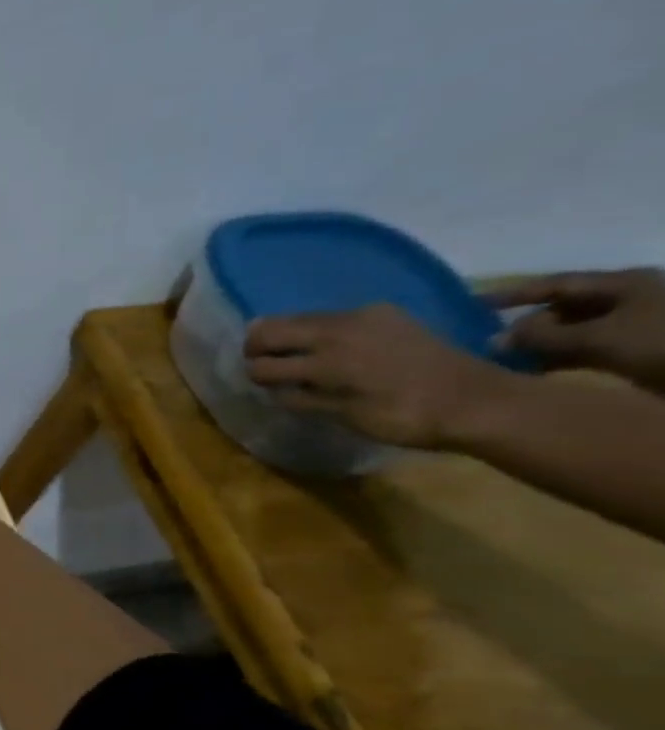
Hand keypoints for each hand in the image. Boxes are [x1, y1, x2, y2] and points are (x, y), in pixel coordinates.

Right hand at [244, 303, 518, 450]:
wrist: (476, 400)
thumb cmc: (404, 417)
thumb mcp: (343, 416)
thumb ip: (302, 398)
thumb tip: (273, 388)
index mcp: (325, 360)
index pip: (263, 363)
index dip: (254, 376)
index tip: (259, 386)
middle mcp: (336, 329)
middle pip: (270, 328)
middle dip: (258, 348)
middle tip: (263, 366)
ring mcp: (361, 316)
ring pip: (300, 318)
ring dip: (288, 337)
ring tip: (295, 358)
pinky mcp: (383, 312)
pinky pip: (332, 317)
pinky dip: (319, 332)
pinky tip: (333, 350)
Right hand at [491, 268, 664, 392]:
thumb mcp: (599, 337)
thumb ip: (543, 337)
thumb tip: (496, 338)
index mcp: (623, 284)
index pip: (554, 284)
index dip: (512, 294)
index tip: (471, 305)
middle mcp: (628, 300)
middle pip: (563, 309)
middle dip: (526, 326)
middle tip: (488, 346)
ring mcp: (636, 327)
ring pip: (573, 333)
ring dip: (540, 348)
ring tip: (505, 364)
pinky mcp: (641, 352)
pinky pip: (587, 352)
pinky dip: (560, 361)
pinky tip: (536, 374)